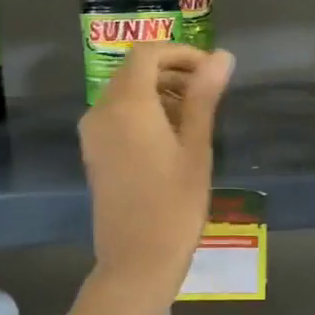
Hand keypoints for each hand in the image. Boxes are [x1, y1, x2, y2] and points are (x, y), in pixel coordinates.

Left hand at [80, 43, 233, 292]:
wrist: (137, 261)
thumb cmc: (175, 204)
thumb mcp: (197, 147)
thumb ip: (204, 96)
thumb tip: (222, 56)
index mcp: (127, 104)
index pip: (147, 53)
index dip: (181, 53)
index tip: (211, 70)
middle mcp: (101, 111)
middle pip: (134, 70)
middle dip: (172, 71)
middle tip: (209, 91)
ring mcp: (93, 134)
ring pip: (124, 93)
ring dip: (159, 91)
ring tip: (195, 115)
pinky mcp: (94, 153)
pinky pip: (117, 115)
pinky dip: (143, 111)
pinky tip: (172, 135)